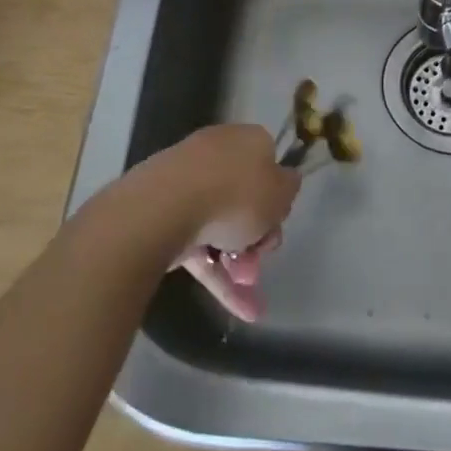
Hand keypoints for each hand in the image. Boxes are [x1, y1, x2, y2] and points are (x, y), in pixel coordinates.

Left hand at [139, 124, 301, 322]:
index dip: (277, 194)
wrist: (163, 210)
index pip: (268, 161)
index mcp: (245, 140)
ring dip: (238, 263)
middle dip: (257, 235)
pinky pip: (197, 246)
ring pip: (220, 226)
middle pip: (244, 198)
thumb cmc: (235, 194)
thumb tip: (284, 181)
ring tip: (249, 300)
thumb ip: (288, 187)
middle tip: (262, 256)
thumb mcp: (281, 192)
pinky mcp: (162, 217)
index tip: (279, 220)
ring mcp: (184, 186)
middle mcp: (214, 155)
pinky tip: (238, 310)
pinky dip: (216, 276)